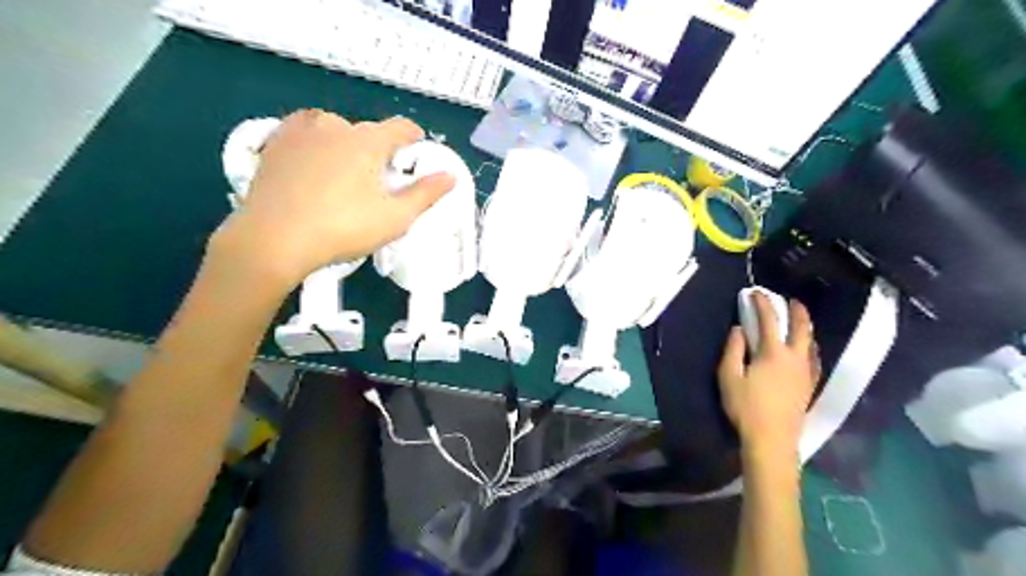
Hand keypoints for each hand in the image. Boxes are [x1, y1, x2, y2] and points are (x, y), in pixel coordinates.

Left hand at [209, 108, 453, 289]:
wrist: (273, 240)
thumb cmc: (342, 228)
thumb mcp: (395, 218)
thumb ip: (426, 194)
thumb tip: (451, 176)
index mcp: (367, 141)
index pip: (401, 127)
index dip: (414, 138)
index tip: (417, 150)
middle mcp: (335, 126)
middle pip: (367, 131)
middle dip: (378, 150)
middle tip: (378, 181)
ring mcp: (300, 132)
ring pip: (334, 129)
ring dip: (345, 144)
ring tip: (344, 173)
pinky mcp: (274, 144)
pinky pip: (302, 132)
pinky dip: (314, 142)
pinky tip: (312, 162)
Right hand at [716, 295, 822, 464]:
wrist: (772, 440)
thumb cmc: (746, 407)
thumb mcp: (728, 376)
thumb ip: (733, 349)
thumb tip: (738, 330)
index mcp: (773, 353)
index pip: (769, 320)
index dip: (762, 303)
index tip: (755, 292)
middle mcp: (795, 358)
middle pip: (801, 328)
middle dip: (796, 311)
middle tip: (791, 300)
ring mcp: (806, 373)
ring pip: (811, 343)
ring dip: (805, 328)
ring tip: (799, 322)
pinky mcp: (809, 386)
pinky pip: (813, 359)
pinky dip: (809, 347)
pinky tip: (806, 350)